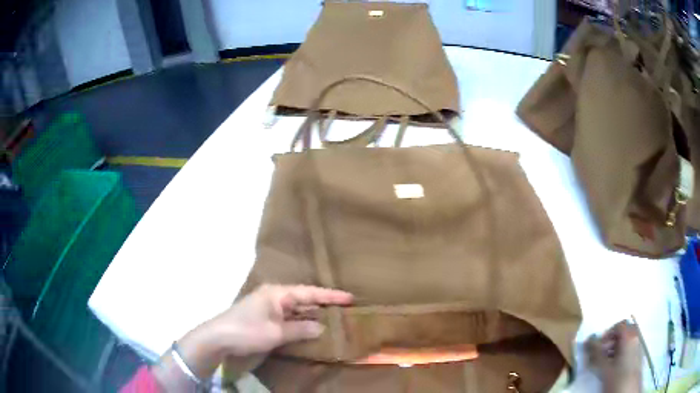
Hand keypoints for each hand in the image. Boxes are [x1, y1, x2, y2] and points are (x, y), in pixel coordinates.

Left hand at [213, 284, 353, 355]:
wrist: (219, 338)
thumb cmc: (247, 331)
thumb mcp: (276, 332)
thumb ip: (300, 330)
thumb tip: (322, 327)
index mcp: (277, 293)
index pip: (309, 292)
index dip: (330, 296)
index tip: (350, 297)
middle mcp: (274, 297)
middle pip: (304, 299)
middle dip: (323, 304)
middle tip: (345, 308)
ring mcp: (269, 308)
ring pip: (296, 309)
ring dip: (312, 314)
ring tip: (333, 318)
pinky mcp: (265, 318)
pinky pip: (289, 318)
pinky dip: (301, 323)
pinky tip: (311, 328)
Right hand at [586, 321, 642, 392]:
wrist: (628, 392)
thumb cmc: (617, 378)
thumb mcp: (605, 369)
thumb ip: (596, 354)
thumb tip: (588, 340)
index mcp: (629, 338)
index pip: (620, 325)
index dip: (608, 332)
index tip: (598, 346)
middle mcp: (636, 339)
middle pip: (624, 332)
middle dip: (611, 341)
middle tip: (601, 354)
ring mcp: (638, 348)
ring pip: (626, 341)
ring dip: (615, 348)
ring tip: (605, 363)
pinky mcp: (638, 358)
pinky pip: (629, 349)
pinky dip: (620, 354)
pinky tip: (613, 368)